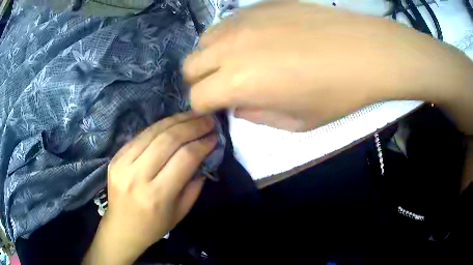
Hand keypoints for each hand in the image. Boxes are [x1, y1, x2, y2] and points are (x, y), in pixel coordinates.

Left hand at [83, 112, 216, 264]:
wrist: (122, 228)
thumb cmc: (154, 225)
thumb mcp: (181, 211)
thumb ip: (194, 183)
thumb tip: (205, 155)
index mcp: (157, 195)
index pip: (184, 158)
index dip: (202, 144)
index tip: (214, 136)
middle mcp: (137, 176)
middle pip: (168, 140)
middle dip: (191, 126)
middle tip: (207, 120)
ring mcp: (122, 164)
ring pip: (152, 132)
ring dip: (176, 120)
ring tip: (193, 115)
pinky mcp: (115, 157)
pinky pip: (140, 135)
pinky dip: (159, 126)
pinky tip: (172, 122)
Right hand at [185, 2, 471, 131]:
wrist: (364, 50)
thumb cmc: (337, 92)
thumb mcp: (297, 121)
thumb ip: (257, 116)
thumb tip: (237, 106)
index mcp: (239, 82)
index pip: (197, 98)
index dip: (203, 108)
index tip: (216, 110)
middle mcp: (231, 48)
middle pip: (190, 67)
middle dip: (200, 82)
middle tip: (221, 87)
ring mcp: (243, 22)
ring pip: (203, 41)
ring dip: (211, 57)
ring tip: (234, 63)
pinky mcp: (257, 7)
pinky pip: (225, 23)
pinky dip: (227, 37)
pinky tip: (251, 41)